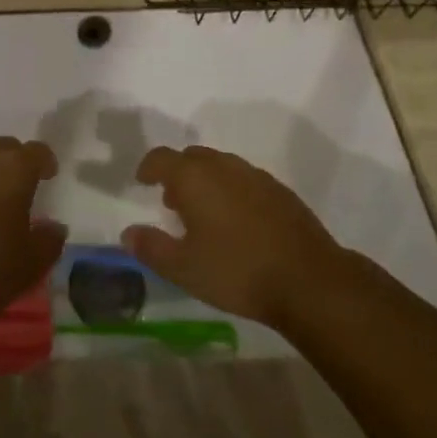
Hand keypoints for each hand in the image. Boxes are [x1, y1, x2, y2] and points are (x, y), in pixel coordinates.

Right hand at [121, 146, 345, 328]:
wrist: (308, 280)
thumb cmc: (237, 271)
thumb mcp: (184, 269)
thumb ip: (152, 248)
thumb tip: (128, 234)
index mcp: (194, 177)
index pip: (162, 158)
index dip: (149, 167)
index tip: (142, 181)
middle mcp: (223, 166)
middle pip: (192, 157)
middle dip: (178, 174)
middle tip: (172, 203)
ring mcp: (255, 175)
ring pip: (220, 166)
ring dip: (206, 182)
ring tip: (204, 215)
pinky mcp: (279, 191)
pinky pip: (244, 180)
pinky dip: (231, 191)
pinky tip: (238, 223)